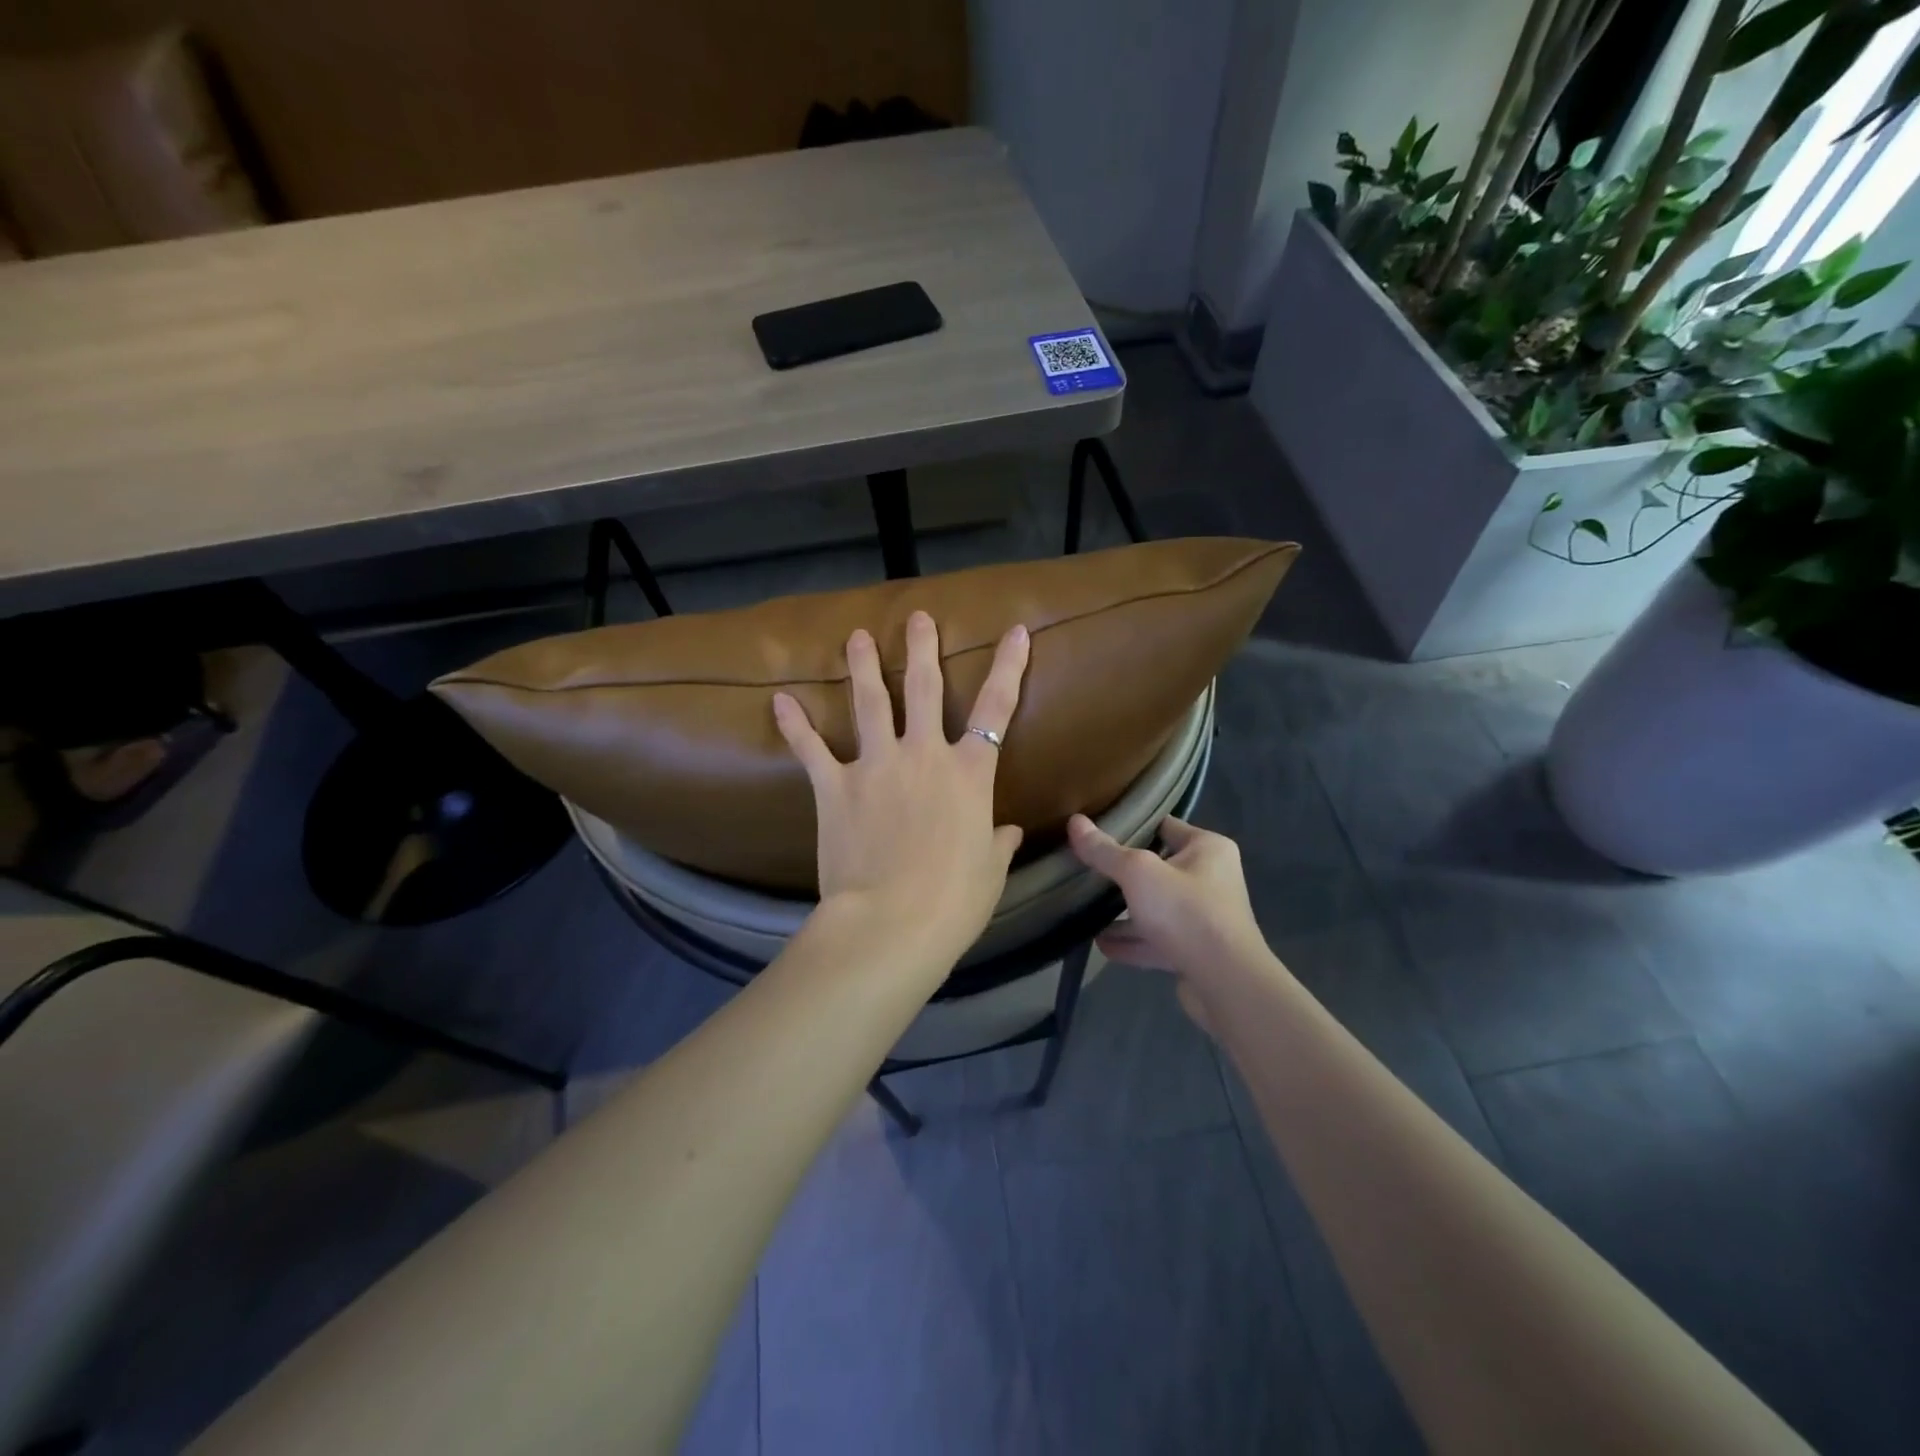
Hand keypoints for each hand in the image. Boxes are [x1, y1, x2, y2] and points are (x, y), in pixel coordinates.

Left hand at [773, 610, 1029, 960]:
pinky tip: (780, 700)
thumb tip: (1009, 832)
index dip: (1009, 666)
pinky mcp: (835, 787)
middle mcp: (924, 755)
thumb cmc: (954, 901)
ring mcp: (876, 766)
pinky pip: (811, 749)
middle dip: (922, 648)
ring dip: (861, 666)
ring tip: (856, 636)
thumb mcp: (989, 872)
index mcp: (970, 773)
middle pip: (923, 688)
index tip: (1016, 631)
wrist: (891, 923)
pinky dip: (795, 725)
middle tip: (918, 618)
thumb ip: (998, 843)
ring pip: (869, 703)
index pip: (997, 708)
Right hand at [1068, 815, 1269, 1026]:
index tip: (1098, 830)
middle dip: (1123, 874)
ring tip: (1087, 910)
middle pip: (1158, 869)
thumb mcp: (1138, 873)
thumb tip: (1075, 822)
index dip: (1133, 826)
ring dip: (1125, 912)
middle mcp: (1211, 879)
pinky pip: (1157, 939)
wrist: (1226, 983)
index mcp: (1208, 849)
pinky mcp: (1195, 951)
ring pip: (1156, 907)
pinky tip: (1102, 944)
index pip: (1164, 826)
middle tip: (1087, 870)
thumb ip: (1105, 851)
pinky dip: (1132, 941)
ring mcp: (1204, 918)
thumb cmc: (1186, 912)